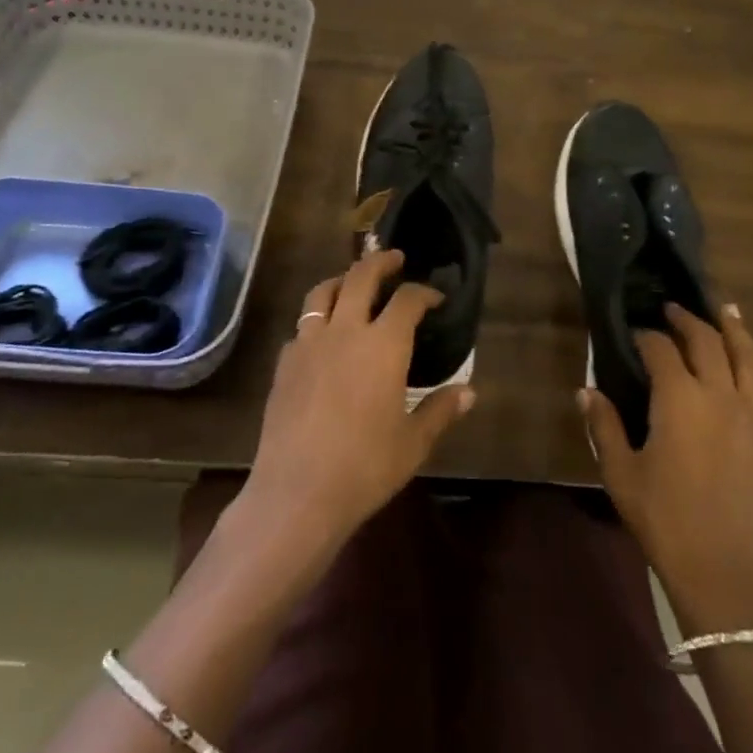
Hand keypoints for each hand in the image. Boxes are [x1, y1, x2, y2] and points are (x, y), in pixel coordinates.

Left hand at [240, 250, 474, 563]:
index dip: (425, 292)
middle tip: (394, 258)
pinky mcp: (284, 364)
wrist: (297, 494)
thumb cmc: (365, 467)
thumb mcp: (413, 443)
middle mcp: (346, 331)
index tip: (436, 298)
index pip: (408, 299)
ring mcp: (309, 344)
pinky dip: (316, 322)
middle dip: (381, 262)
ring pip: (322, 292)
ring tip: (351, 283)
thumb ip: (440, 410)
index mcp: (383, 345)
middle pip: (361, 277)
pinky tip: (322, 339)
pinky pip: (301, 328)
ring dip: (341, 280)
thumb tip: (468, 393)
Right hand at [581, 301, 752, 631]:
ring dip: (739, 334)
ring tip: (730, 311)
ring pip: (752, 364)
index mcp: (680, 398)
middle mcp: (720, 398)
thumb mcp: (621, 472)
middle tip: (674, 308)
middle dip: (689, 321)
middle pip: (709, 344)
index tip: (633, 331)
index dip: (646, 336)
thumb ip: (603, 426)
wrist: (720, 573)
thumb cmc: (663, 519)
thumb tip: (586, 391)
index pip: (661, 350)